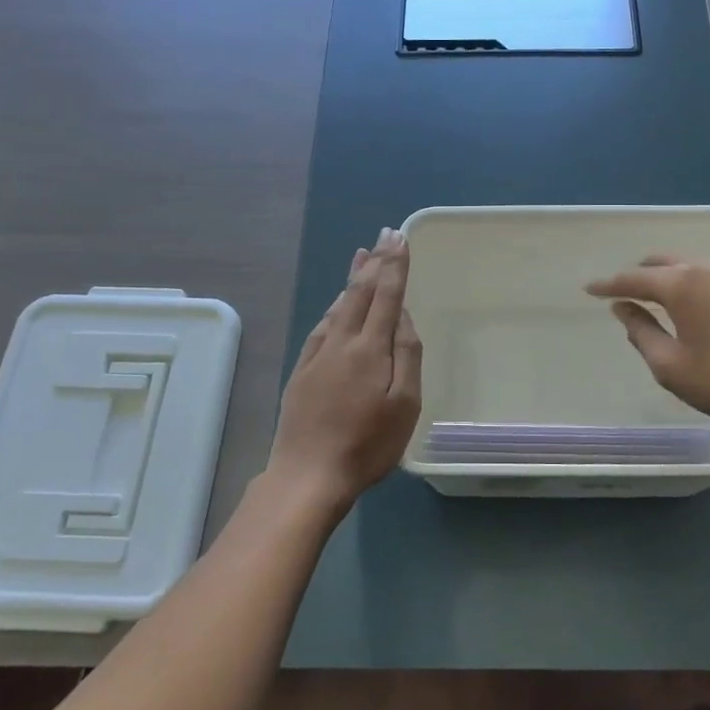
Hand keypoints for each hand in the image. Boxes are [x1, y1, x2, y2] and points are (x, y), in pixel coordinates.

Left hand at [268, 229, 422, 511]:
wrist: (308, 475)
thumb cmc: (367, 445)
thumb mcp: (404, 404)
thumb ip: (407, 355)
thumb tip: (403, 316)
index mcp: (370, 348)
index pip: (386, 295)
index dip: (394, 265)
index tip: (400, 238)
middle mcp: (342, 342)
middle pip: (360, 293)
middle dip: (375, 261)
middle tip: (384, 235)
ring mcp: (318, 355)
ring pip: (338, 306)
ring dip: (353, 278)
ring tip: (361, 256)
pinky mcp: (302, 371)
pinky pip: (321, 326)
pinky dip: (333, 307)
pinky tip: (336, 304)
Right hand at [586, 256, 709, 444]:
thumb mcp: (672, 366)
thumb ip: (641, 333)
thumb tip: (623, 309)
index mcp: (683, 285)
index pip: (634, 278)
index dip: (608, 284)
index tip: (588, 288)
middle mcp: (708, 270)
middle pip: (663, 263)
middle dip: (638, 274)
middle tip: (621, 292)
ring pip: (689, 266)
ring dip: (666, 277)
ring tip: (653, 296)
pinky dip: (690, 284)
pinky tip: (690, 305)